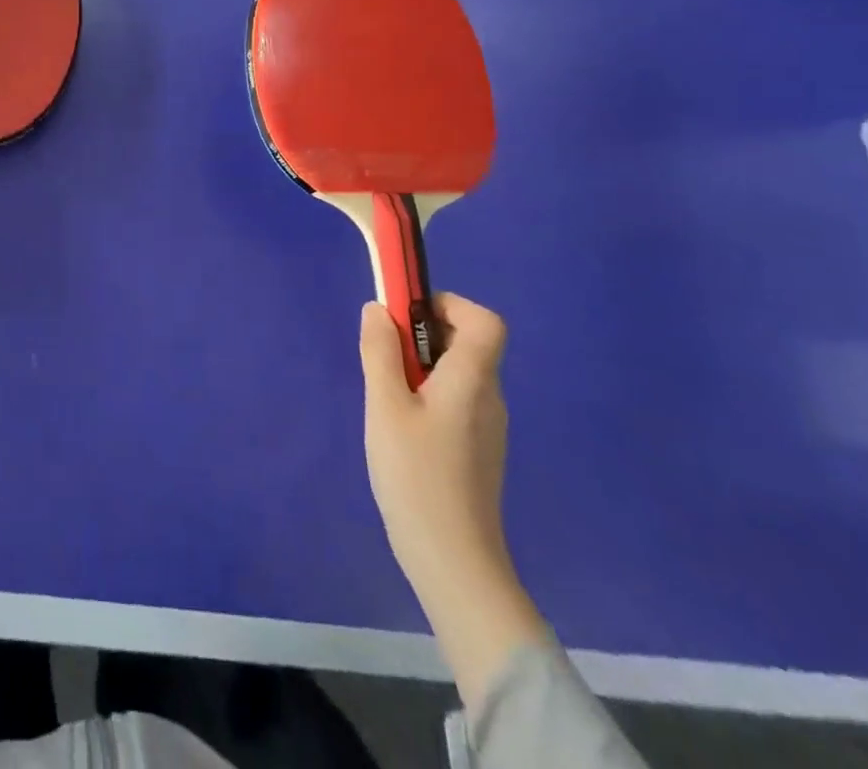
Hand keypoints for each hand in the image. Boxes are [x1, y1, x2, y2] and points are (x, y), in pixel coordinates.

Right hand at [361, 293, 544, 707]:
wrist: (454, 561)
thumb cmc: (417, 475)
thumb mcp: (385, 405)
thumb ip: (380, 351)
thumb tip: (378, 309)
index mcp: (473, 379)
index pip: (486, 321)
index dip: (450, 305)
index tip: (407, 316)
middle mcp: (489, 396)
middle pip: (468, 343)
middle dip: (422, 335)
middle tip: (383, 357)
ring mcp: (486, 426)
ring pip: (457, 373)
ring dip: (421, 366)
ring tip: (386, 397)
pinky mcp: (477, 450)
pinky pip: (455, 400)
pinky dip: (427, 395)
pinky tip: (400, 428)